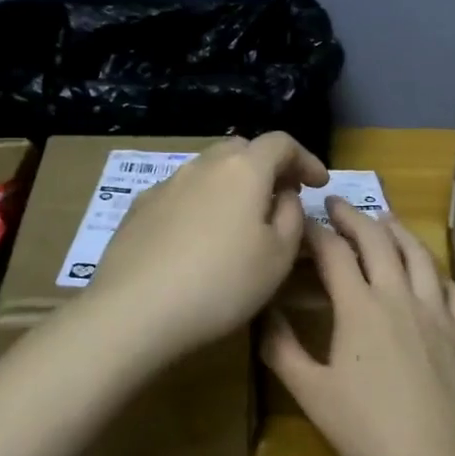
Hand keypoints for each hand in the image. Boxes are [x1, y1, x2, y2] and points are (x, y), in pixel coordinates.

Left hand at [88, 133, 327, 360]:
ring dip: (232, 184)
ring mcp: (166, 184)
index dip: (306, 159)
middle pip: (242, 149)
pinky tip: (199, 237)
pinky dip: (202, 203)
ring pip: (209, 170)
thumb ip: (292, 216)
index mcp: (244, 169)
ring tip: (241, 219)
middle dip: (267, 166)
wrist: (135, 311)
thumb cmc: (222, 284)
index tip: (319, 184)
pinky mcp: (139, 209)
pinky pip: (182, 193)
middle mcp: (203, 165)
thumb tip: (283, 195)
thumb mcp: (279, 256)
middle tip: (282, 196)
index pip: (281, 143)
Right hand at [263, 198, 454, 455]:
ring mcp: (437, 311)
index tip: (300, 219)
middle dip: (354, 216)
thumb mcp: (312, 394)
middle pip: (377, 241)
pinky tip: (434, 277)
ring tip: (385, 220)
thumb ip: (283, 349)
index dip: (315, 231)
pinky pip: (454, 290)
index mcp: (359, 306)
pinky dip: (439, 275)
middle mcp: (400, 295)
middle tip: (337, 203)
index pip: (333, 252)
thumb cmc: (369, 432)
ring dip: (398, 231)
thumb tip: (263, 312)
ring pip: (419, 256)